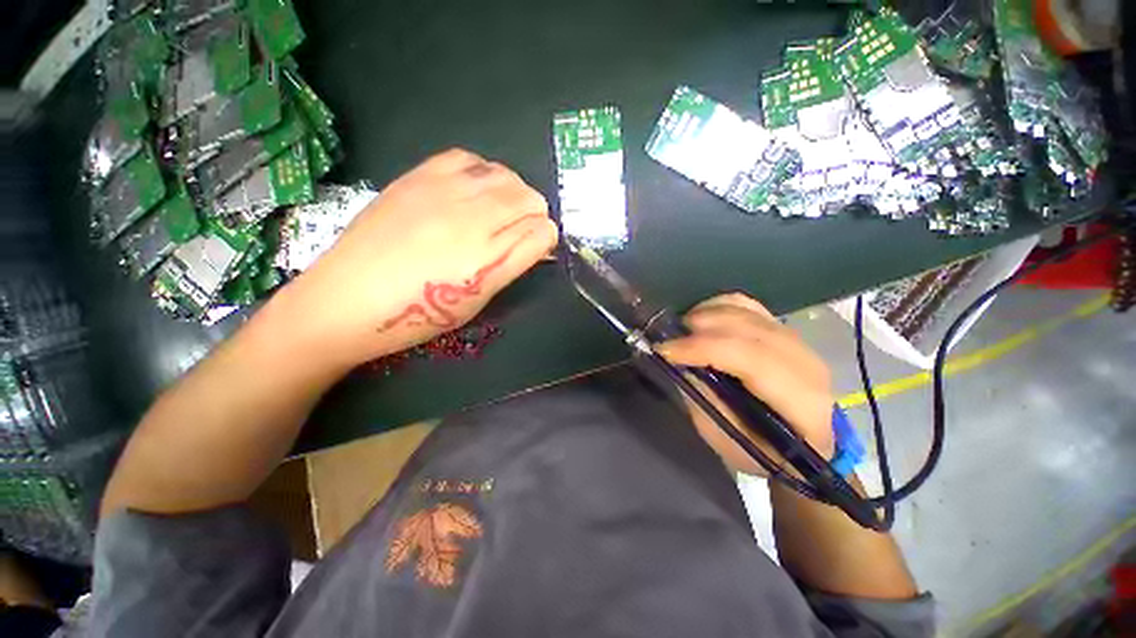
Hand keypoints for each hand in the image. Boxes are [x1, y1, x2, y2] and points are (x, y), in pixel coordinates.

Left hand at [279, 149, 557, 365]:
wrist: (346, 300)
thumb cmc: (417, 315)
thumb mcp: (476, 302)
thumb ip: (510, 266)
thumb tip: (535, 241)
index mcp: (489, 261)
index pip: (542, 232)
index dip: (547, 236)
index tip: (540, 243)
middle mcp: (472, 221)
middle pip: (529, 199)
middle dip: (536, 213)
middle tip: (523, 228)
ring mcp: (443, 194)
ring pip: (504, 175)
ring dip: (514, 191)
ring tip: (502, 207)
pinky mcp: (416, 178)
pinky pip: (467, 159)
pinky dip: (482, 171)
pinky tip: (474, 187)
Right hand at [657, 293, 833, 475]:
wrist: (806, 442)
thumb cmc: (764, 451)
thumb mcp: (727, 441)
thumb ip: (705, 400)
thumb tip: (680, 363)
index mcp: (803, 402)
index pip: (751, 359)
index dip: (703, 348)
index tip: (665, 350)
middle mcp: (806, 363)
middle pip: (747, 329)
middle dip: (699, 329)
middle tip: (667, 339)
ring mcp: (797, 340)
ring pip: (745, 311)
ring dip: (705, 315)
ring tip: (681, 331)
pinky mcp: (784, 328)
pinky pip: (746, 304)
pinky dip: (717, 306)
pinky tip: (701, 318)